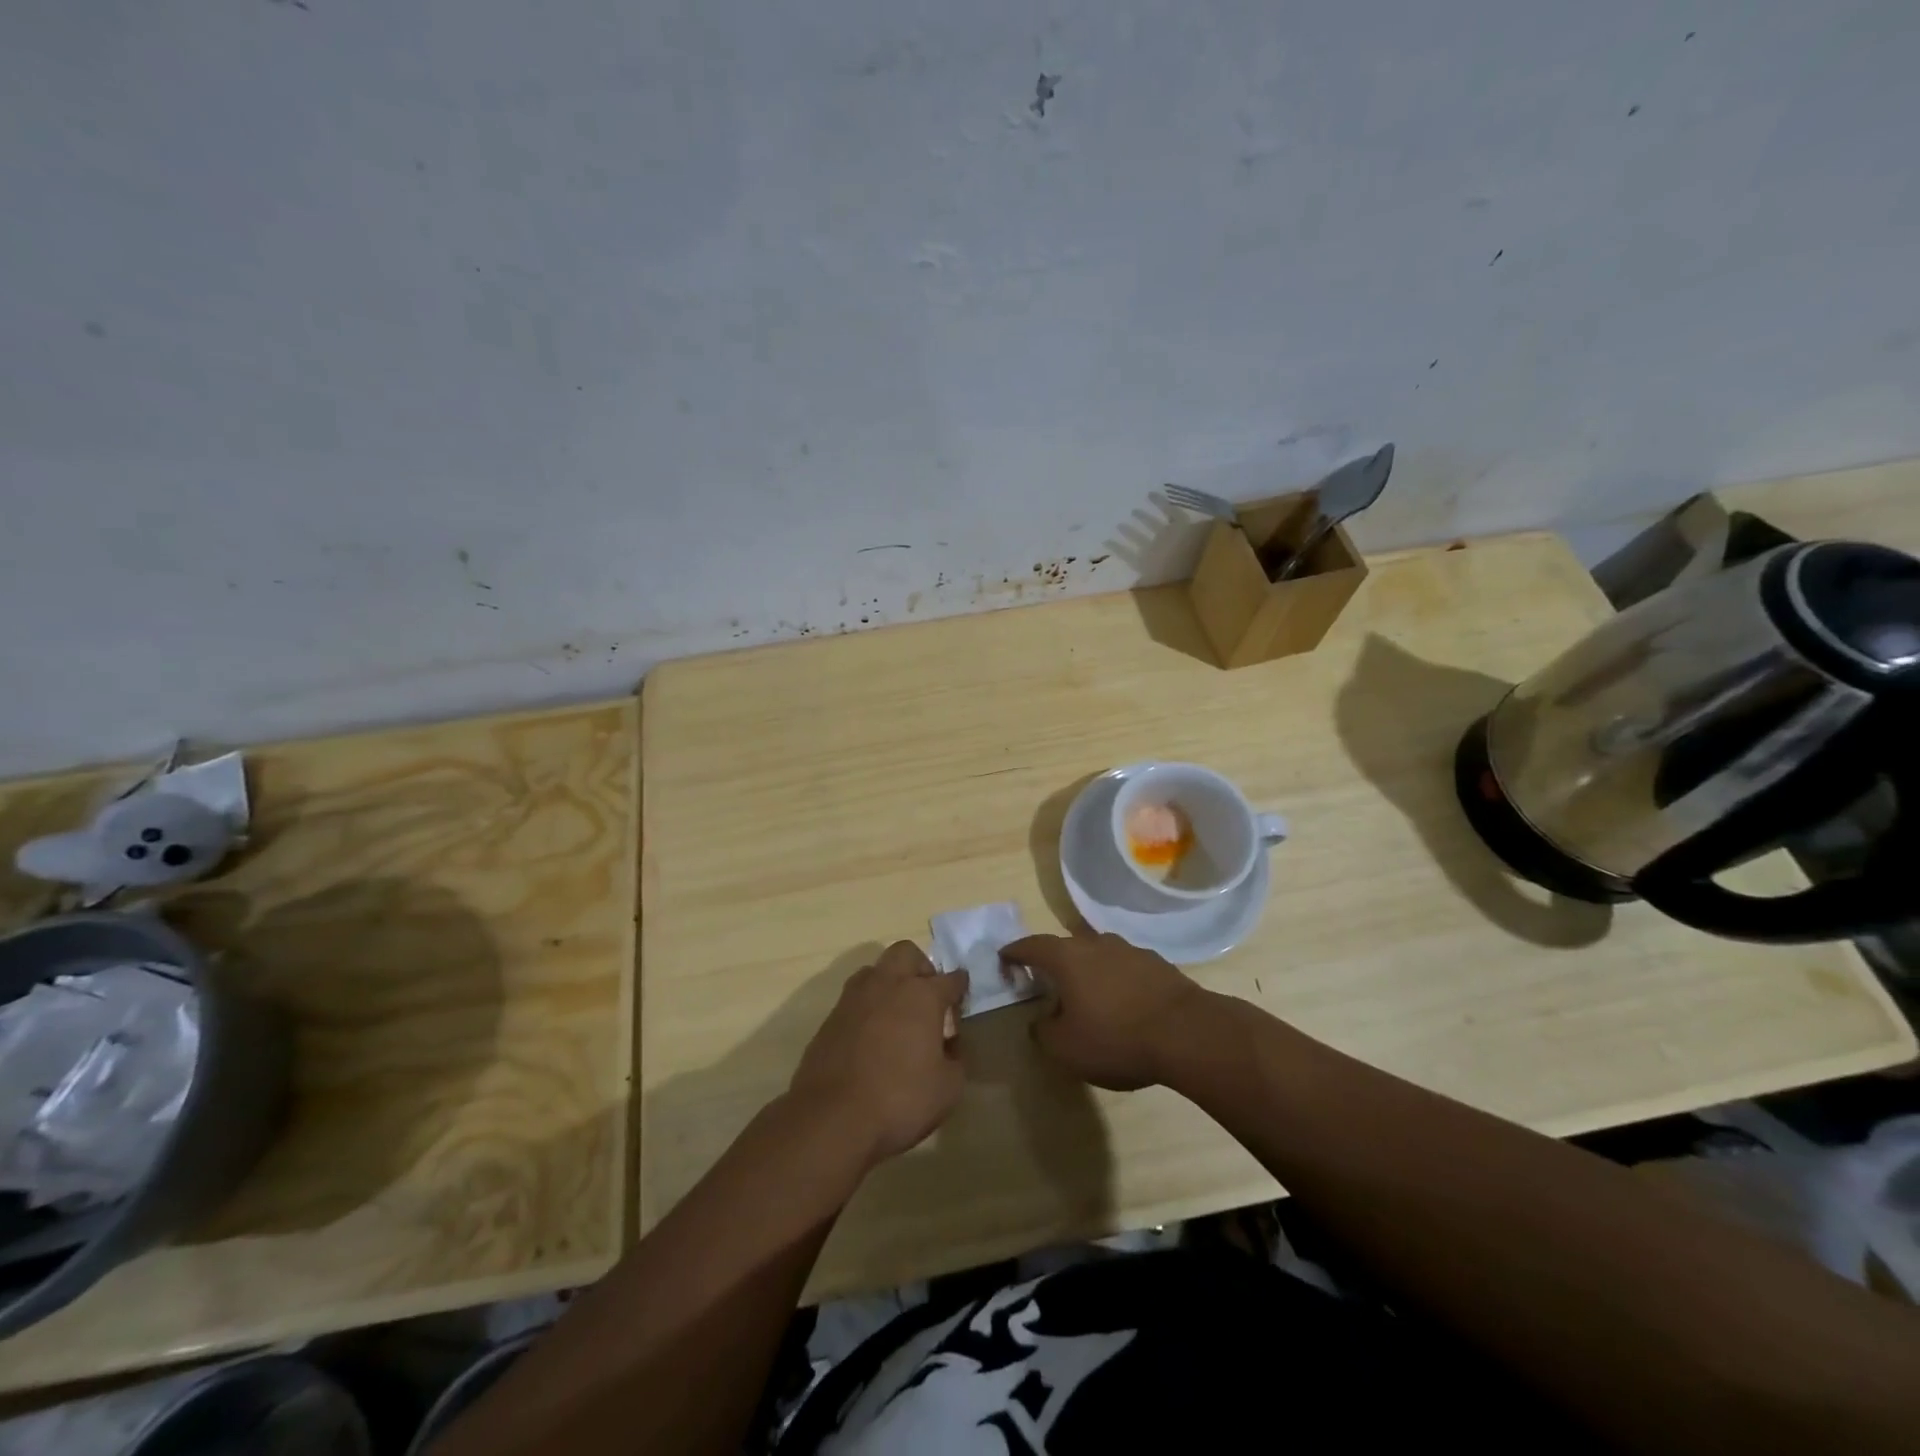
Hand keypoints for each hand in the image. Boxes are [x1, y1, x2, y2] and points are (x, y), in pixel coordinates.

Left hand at [788, 941, 968, 1164]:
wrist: (832, 1117)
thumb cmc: (900, 1100)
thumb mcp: (948, 1088)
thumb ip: (955, 1059)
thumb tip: (949, 1046)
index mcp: (922, 996)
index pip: (950, 979)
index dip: (960, 986)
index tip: (962, 996)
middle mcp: (888, 985)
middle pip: (906, 952)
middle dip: (921, 966)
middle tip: (927, 995)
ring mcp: (854, 998)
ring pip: (875, 970)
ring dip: (889, 981)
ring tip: (896, 1013)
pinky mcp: (830, 1017)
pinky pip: (854, 998)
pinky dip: (867, 1008)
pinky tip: (871, 1036)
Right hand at [1003, 931, 1212, 1090]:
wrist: (1187, 1033)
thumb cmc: (1116, 1038)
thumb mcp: (1066, 1048)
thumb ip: (1043, 1032)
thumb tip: (1040, 1021)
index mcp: (1067, 958)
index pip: (1031, 945)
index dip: (1014, 952)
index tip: (1004, 959)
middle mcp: (1095, 944)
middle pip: (1066, 945)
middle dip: (1052, 960)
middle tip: (1045, 981)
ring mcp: (1129, 950)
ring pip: (1098, 953)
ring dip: (1087, 969)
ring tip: (1086, 994)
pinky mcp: (1157, 964)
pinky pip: (1124, 966)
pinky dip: (1115, 979)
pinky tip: (1122, 1002)